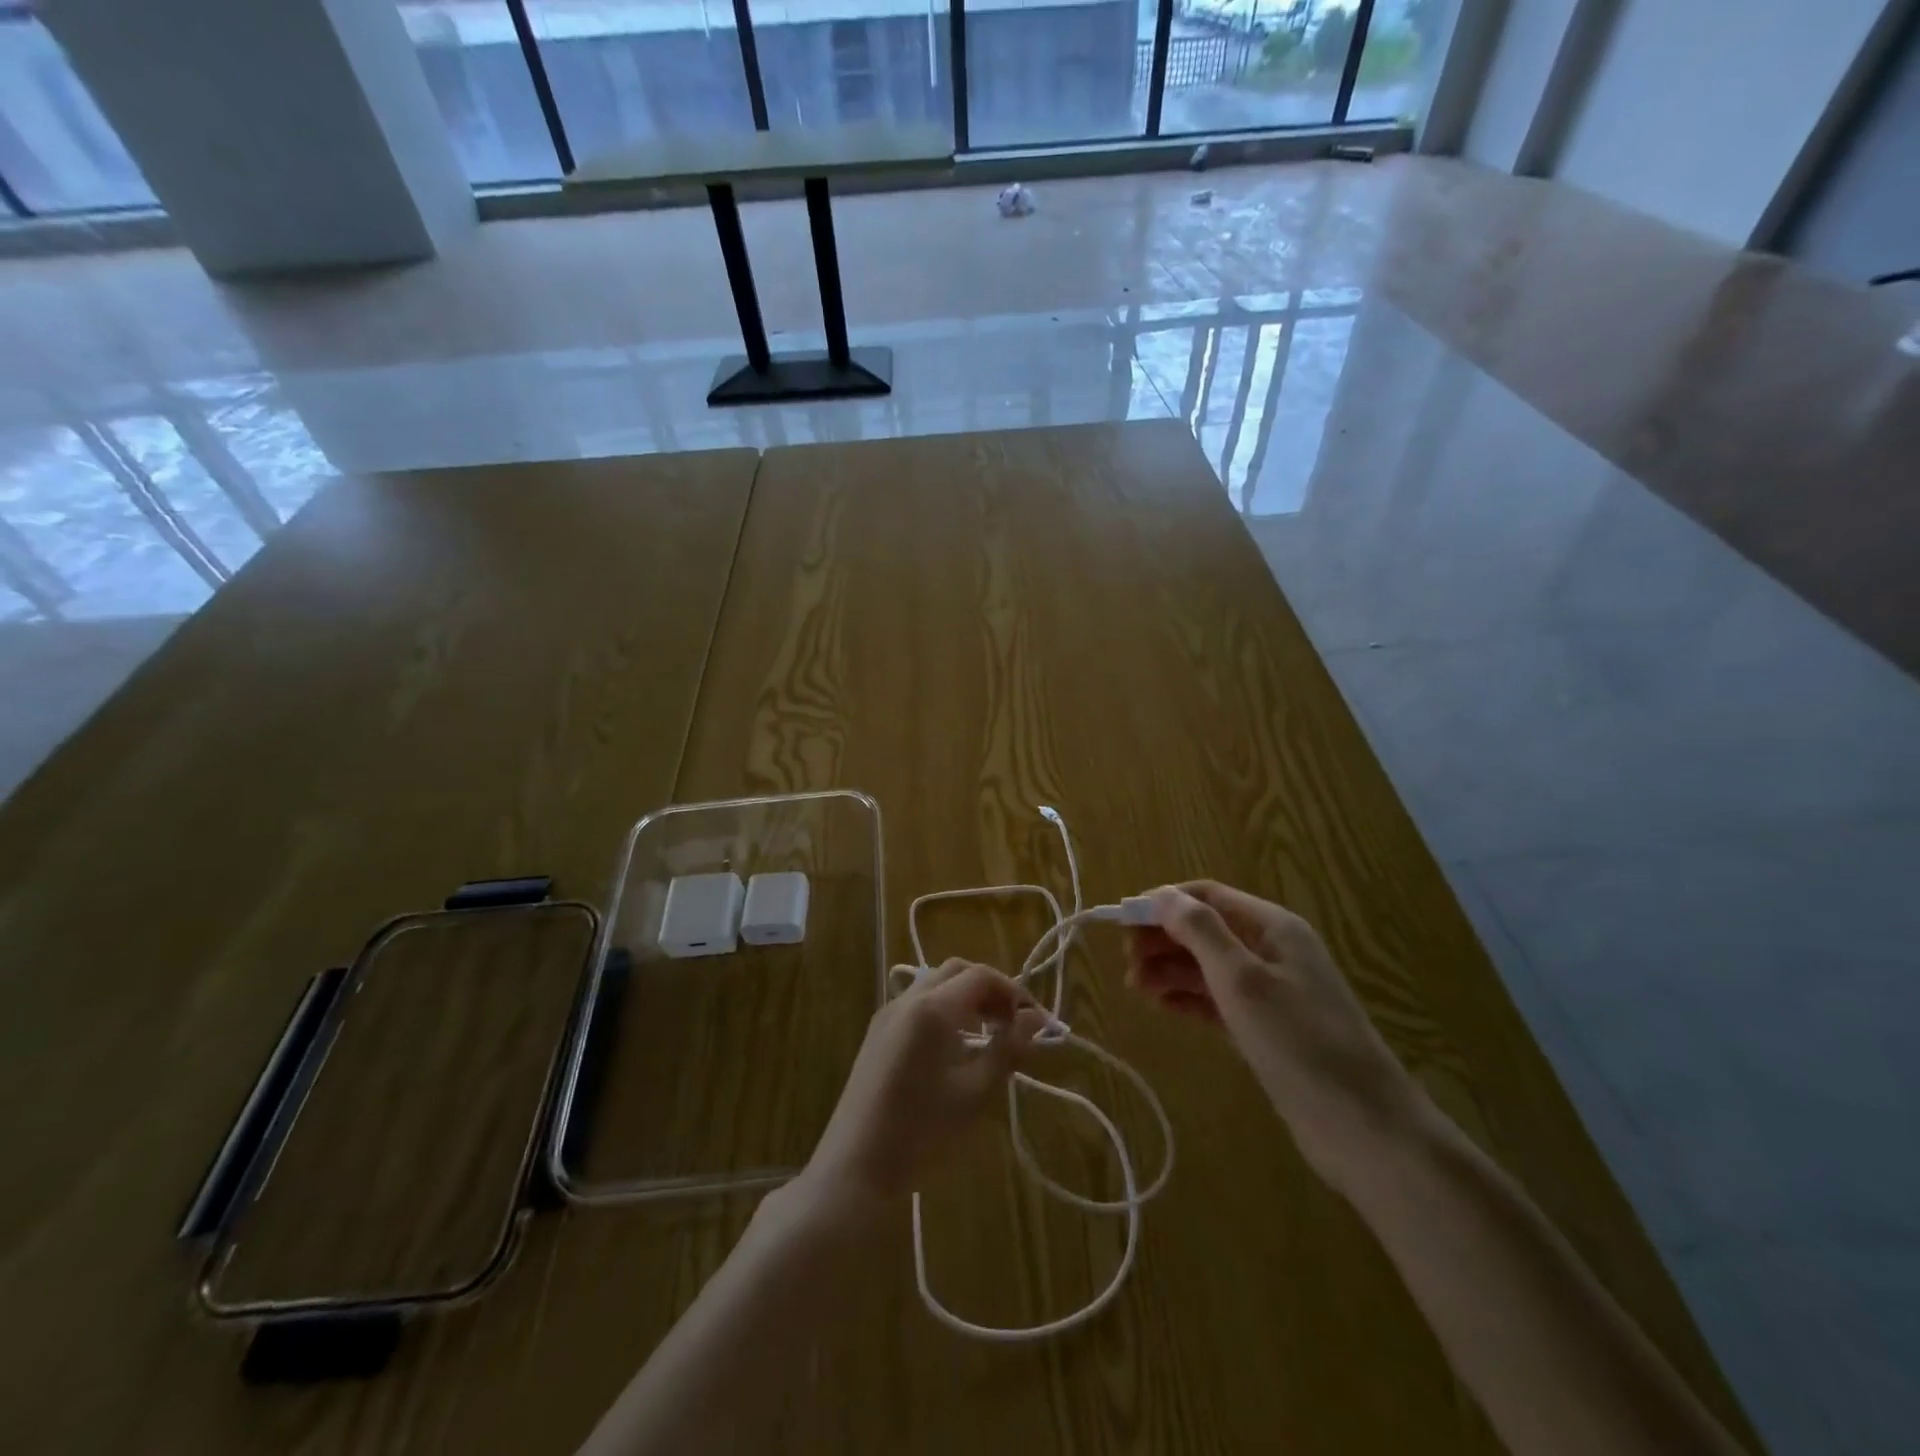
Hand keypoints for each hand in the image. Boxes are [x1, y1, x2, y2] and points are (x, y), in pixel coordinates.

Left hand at [794, 960, 1048, 1218]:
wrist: (856, 1166)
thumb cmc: (922, 1132)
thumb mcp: (975, 1092)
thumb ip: (1008, 1048)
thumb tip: (1036, 1018)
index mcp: (932, 1008)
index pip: (982, 976)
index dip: (1014, 991)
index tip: (1037, 1021)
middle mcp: (907, 999)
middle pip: (957, 971)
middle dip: (990, 989)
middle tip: (1014, 1022)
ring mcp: (888, 1013)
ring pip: (935, 983)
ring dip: (967, 996)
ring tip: (991, 1032)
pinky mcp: (877, 1032)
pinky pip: (917, 1002)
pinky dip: (945, 1008)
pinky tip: (957, 1044)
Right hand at [1125, 881, 1421, 1192]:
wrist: (1366, 1130)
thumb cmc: (1300, 1043)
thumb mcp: (1243, 980)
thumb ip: (1200, 932)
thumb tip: (1161, 895)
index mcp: (1272, 927)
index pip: (1206, 896)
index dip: (1162, 903)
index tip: (1121, 922)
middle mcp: (1271, 950)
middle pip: (1205, 929)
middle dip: (1163, 939)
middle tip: (1126, 964)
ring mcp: (1271, 991)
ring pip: (1208, 966)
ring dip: (1170, 970)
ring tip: (1134, 987)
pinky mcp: (1267, 1028)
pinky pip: (1218, 1000)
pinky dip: (1188, 998)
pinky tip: (1160, 1006)